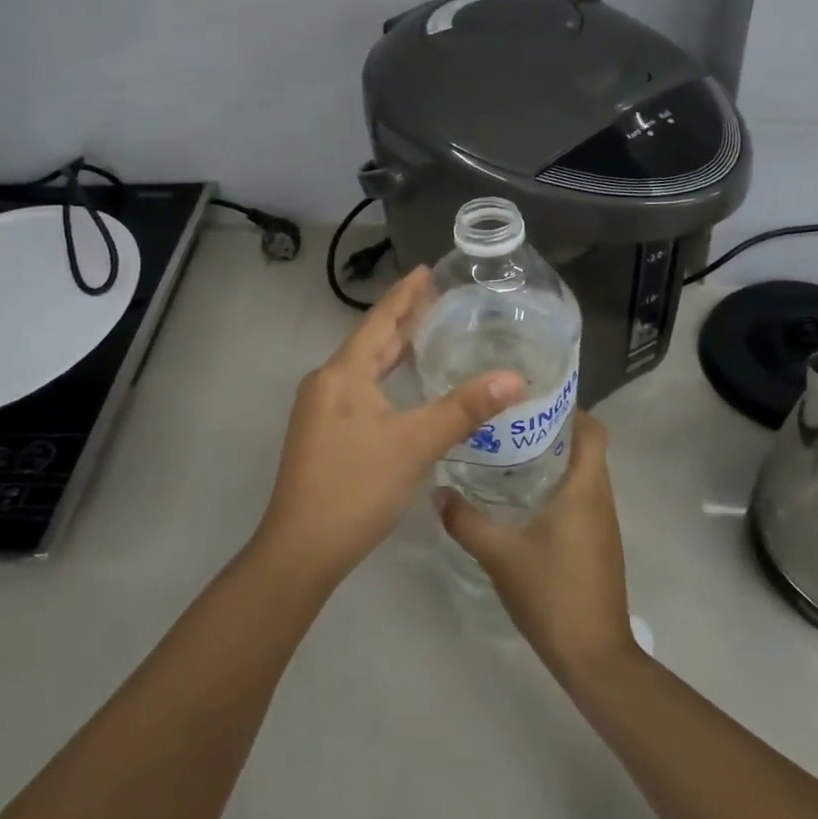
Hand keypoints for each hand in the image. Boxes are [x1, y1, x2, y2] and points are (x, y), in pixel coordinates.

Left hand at [257, 267, 526, 587]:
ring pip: (364, 368)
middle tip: (438, 298)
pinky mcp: (324, 434)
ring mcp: (321, 410)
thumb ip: (464, 408)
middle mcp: (327, 383)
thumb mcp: (415, 444)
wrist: (301, 549)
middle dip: (403, 319)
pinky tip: (405, 386)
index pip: (379, 320)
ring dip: (394, 350)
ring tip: (427, 333)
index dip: (405, 294)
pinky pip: (360, 390)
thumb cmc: (356, 487)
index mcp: (342, 373)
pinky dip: (386, 378)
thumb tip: (515, 378)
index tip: (426, 270)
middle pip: (370, 341)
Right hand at [437, 411, 636, 680]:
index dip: (568, 407)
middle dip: (550, 429)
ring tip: (507, 452)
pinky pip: (579, 498)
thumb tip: (437, 490)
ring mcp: (602, 523)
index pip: (592, 429)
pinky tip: (520, 499)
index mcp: (585, 488)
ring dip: (552, 459)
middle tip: (505, 422)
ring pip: (581, 474)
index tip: (530, 398)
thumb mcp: (499, 554)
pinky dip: (555, 487)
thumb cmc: (553, 593)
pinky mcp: (597, 544)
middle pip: (585, 447)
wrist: (594, 656)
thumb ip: (465, 520)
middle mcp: (600, 498)